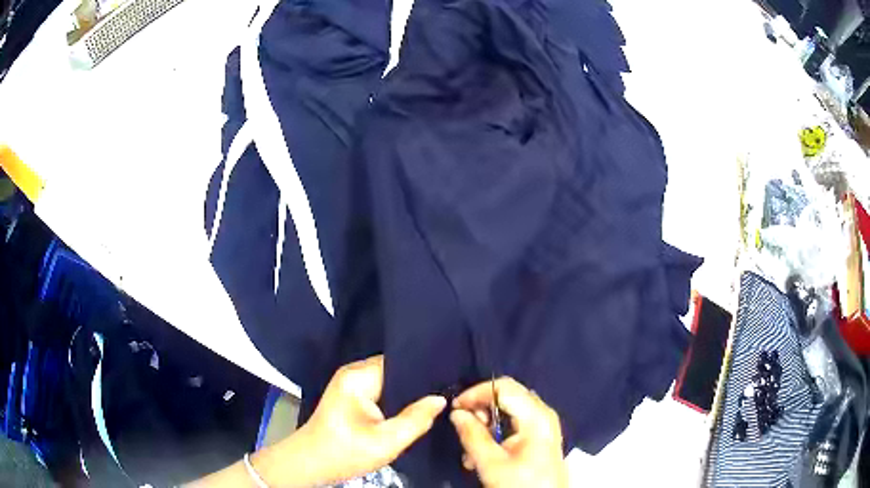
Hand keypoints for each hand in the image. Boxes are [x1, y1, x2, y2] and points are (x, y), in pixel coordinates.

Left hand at [291, 355, 446, 484]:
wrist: (311, 463)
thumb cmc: (345, 452)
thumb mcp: (386, 442)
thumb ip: (416, 419)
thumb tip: (440, 399)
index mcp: (358, 376)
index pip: (399, 361)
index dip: (424, 370)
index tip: (450, 377)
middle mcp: (353, 372)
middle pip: (394, 368)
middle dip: (418, 381)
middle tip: (448, 390)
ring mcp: (350, 382)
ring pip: (388, 379)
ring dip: (407, 390)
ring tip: (435, 396)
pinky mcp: (350, 394)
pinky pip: (380, 388)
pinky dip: (395, 397)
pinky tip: (412, 406)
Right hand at [451, 377, 567, 487]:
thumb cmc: (519, 483)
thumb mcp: (490, 463)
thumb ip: (472, 435)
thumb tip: (456, 413)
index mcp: (535, 416)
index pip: (503, 387)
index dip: (476, 392)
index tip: (455, 408)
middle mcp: (542, 413)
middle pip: (507, 396)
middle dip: (480, 410)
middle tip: (464, 429)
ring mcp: (543, 424)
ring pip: (508, 410)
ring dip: (486, 425)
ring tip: (471, 449)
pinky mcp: (540, 435)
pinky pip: (514, 423)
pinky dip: (496, 432)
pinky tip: (484, 453)